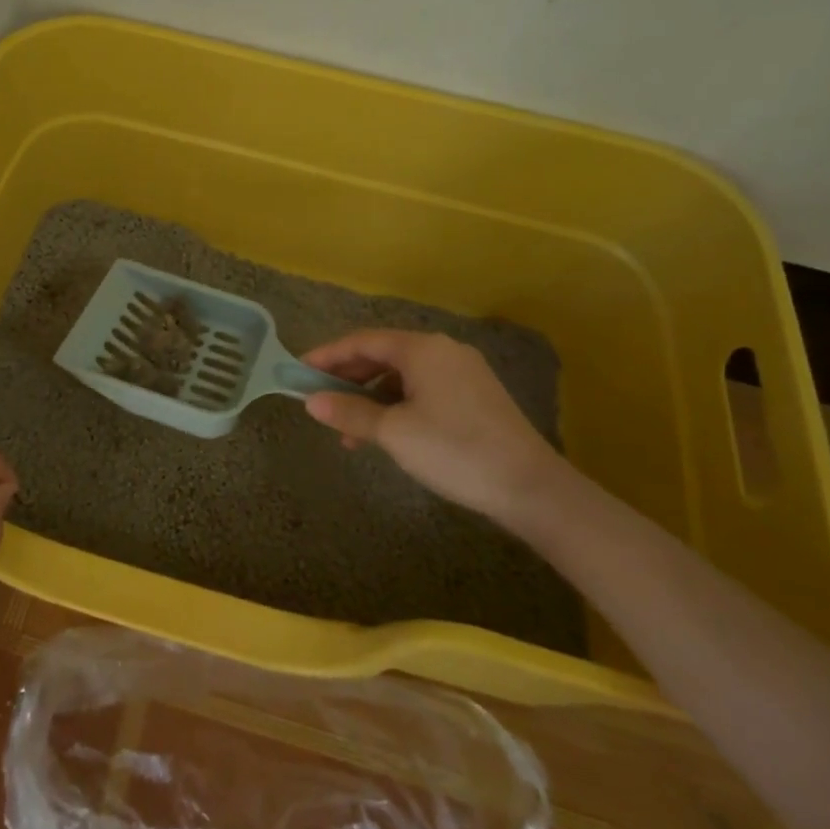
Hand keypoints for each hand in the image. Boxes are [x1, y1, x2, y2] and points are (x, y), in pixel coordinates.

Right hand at [302, 330, 563, 524]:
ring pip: (402, 374)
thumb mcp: (394, 433)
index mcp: (422, 348)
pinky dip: (397, 404)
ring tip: (349, 429)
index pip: (362, 341)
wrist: (530, 487)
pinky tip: (386, 432)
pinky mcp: (475, 395)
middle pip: (383, 354)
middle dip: (348, 377)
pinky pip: (423, 388)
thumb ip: (350, 412)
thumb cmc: (454, 450)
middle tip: (319, 399)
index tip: (299, 371)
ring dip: (371, 396)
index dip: (327, 355)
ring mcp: (463, 371)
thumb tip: (311, 402)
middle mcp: (443, 350)